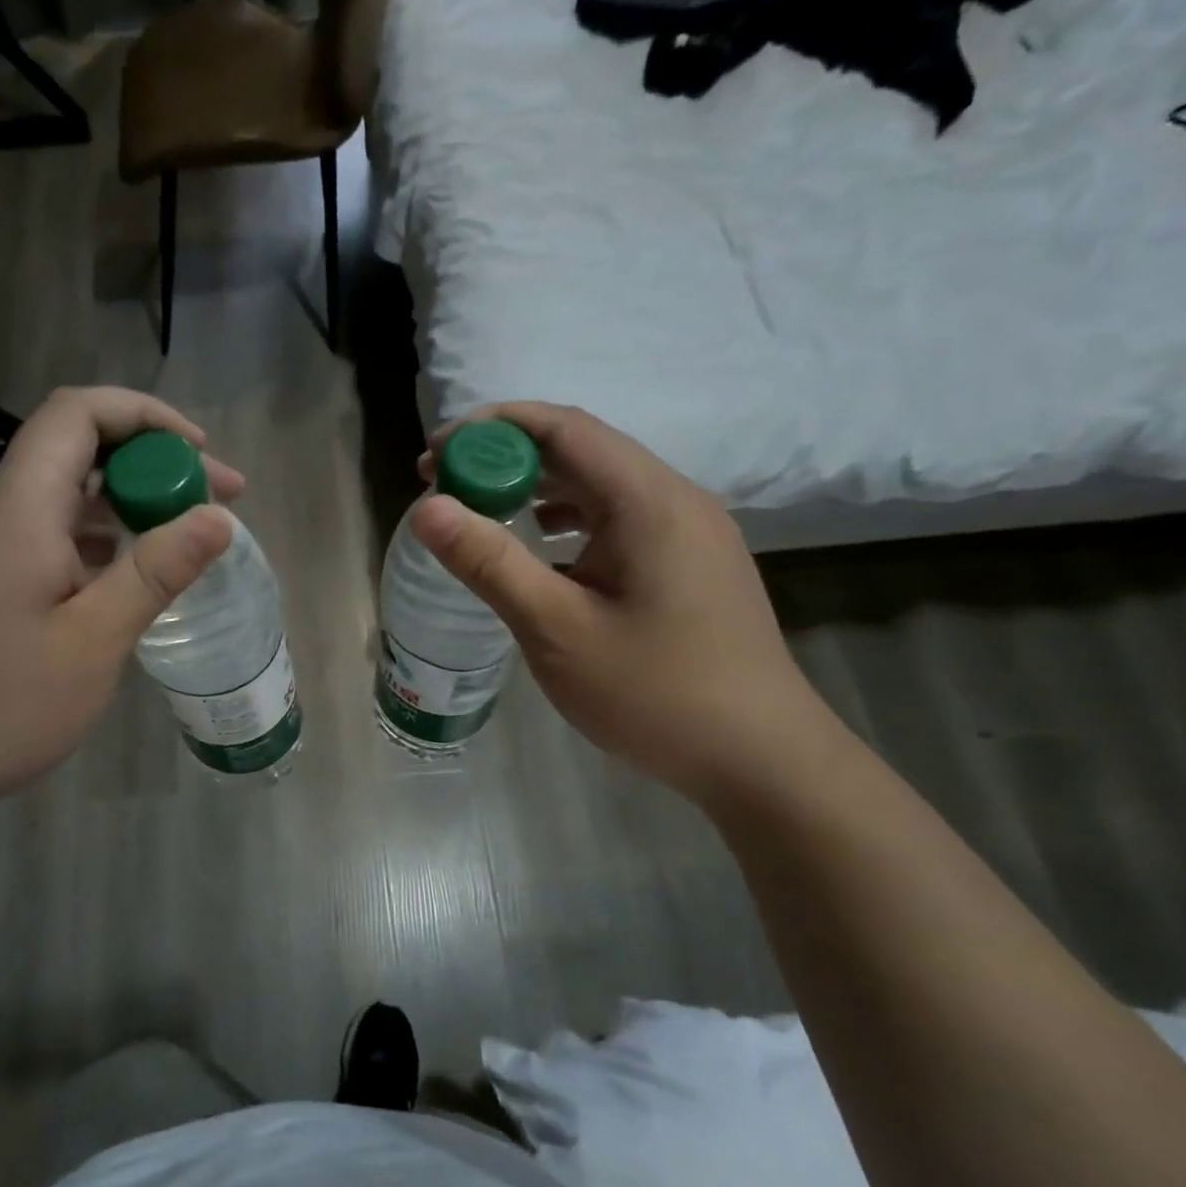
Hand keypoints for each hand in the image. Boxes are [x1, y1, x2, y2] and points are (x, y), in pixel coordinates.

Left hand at [0, 388, 239, 902]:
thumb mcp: (93, 641)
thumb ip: (156, 571)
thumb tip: (218, 516)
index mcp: (18, 508)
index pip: (77, 412)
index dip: (145, 414)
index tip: (202, 455)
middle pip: (77, 449)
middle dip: (153, 462)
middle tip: (221, 501)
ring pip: (66, 496)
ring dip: (130, 503)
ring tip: (191, 536)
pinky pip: (52, 535)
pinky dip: (102, 540)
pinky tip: (135, 576)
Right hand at [413, 401, 834, 804]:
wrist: (759, 758)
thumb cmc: (654, 693)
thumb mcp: (556, 629)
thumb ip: (490, 562)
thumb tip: (427, 508)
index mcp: (647, 501)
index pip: (562, 428)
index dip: (491, 428)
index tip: (434, 458)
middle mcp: (673, 499)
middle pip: (580, 450)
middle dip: (506, 458)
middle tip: (444, 487)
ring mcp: (686, 532)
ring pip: (599, 485)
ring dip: (535, 488)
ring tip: (481, 513)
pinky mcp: (687, 563)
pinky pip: (617, 519)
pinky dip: (566, 520)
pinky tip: (540, 551)